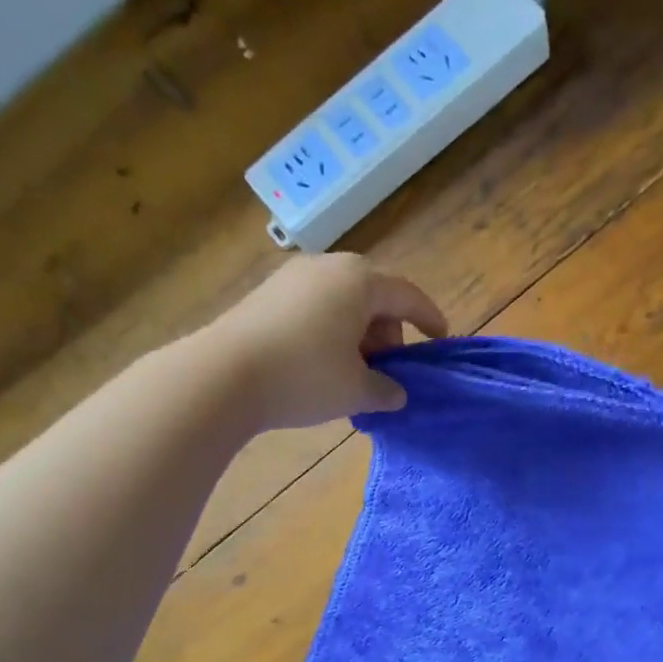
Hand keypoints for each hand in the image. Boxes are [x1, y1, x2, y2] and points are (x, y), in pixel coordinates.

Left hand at [210, 253, 448, 429]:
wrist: (222, 376)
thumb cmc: (305, 376)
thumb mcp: (356, 391)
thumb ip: (386, 390)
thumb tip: (396, 393)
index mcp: (360, 281)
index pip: (408, 296)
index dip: (429, 319)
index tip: (440, 340)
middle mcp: (328, 267)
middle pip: (373, 297)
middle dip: (387, 333)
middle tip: (386, 371)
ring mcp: (292, 277)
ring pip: (341, 303)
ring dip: (356, 335)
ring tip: (352, 374)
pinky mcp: (265, 294)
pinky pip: (313, 309)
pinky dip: (328, 332)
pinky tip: (319, 366)